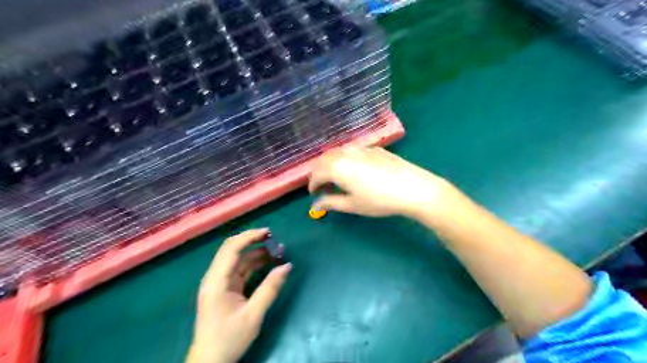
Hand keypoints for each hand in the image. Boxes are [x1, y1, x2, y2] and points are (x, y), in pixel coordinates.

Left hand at [184, 230, 290, 362]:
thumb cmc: (229, 339)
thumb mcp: (254, 315)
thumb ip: (270, 288)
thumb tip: (287, 266)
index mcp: (216, 281)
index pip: (231, 249)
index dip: (249, 237)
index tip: (269, 233)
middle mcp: (215, 278)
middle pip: (231, 250)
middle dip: (252, 241)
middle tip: (273, 239)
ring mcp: (219, 283)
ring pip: (237, 260)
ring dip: (255, 253)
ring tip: (276, 252)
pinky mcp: (224, 290)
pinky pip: (239, 271)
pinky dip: (253, 265)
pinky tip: (267, 264)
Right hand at [308, 146, 450, 217]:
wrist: (412, 188)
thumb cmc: (379, 200)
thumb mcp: (352, 205)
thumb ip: (331, 202)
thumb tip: (316, 204)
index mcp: (336, 167)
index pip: (316, 174)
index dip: (312, 184)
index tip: (313, 194)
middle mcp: (345, 153)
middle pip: (324, 159)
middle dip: (319, 172)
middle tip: (322, 186)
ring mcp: (361, 148)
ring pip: (338, 152)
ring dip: (331, 164)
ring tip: (336, 177)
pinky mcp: (374, 148)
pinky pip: (352, 150)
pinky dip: (345, 159)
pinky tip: (354, 169)